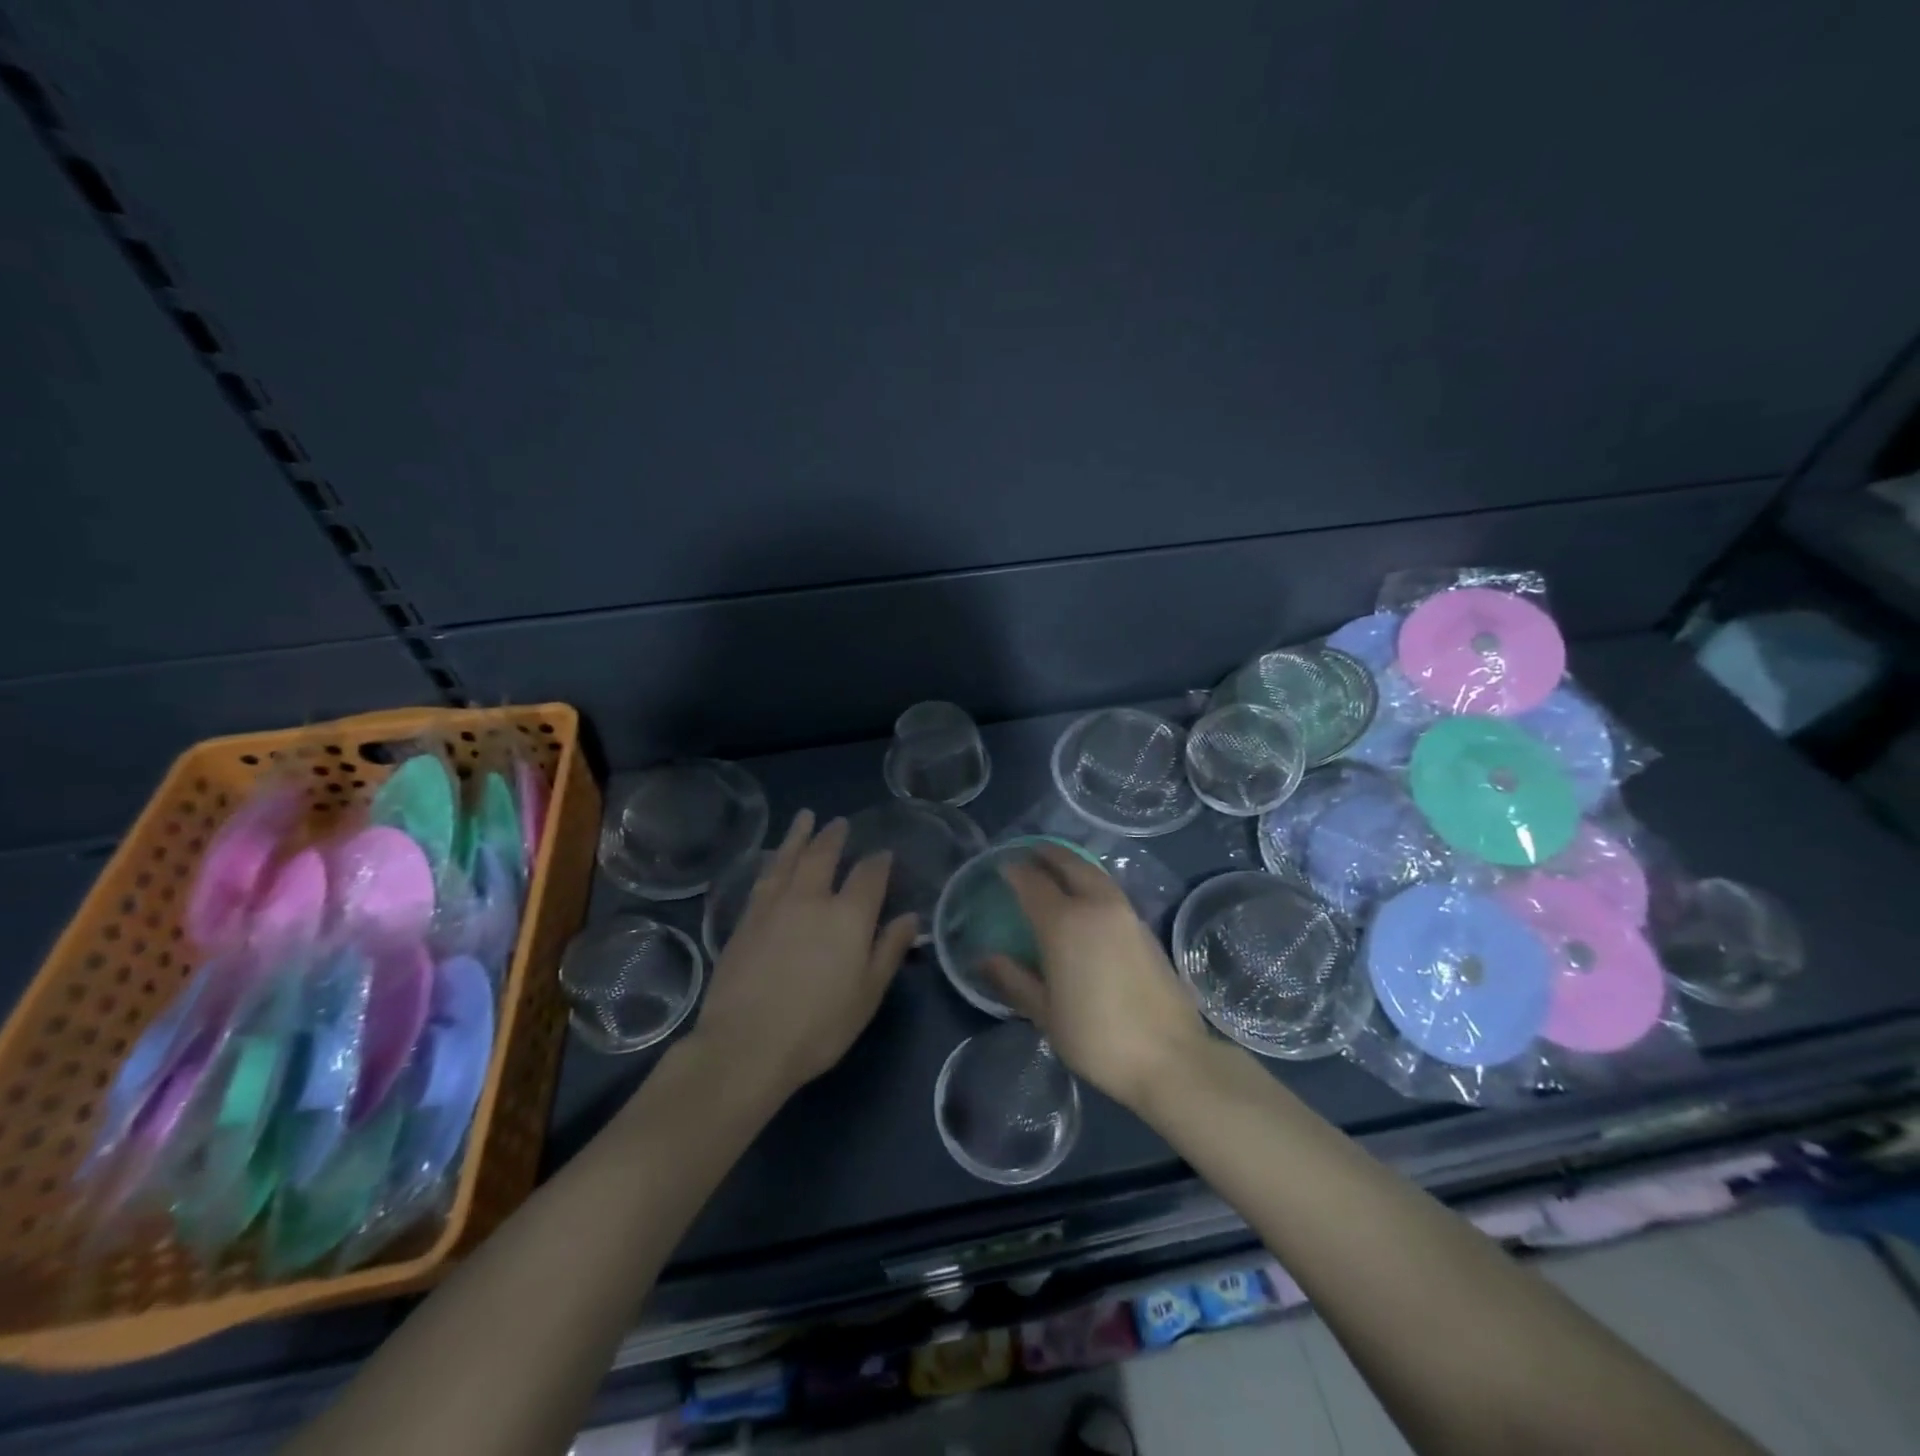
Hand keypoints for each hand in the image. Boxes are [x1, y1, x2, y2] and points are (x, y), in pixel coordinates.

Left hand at [691, 811, 918, 1098]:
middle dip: (834, 837)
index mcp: (848, 916)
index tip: (884, 854)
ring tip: (805, 818)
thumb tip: (909, 917)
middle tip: (840, 823)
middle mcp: (811, 899)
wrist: (746, 1045)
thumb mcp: (867, 994)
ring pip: (788, 858)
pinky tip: (774, 859)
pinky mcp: (745, 920)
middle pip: (824, 855)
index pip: (869, 875)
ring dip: (799, 836)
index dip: (879, 861)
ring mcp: (773, 906)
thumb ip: (889, 950)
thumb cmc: (819, 1027)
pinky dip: (773, 861)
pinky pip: (763, 878)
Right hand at [984, 844, 1210, 1111]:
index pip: (1032, 882)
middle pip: (1069, 864)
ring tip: (1056, 870)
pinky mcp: (1146, 928)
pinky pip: (1111, 890)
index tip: (1002, 866)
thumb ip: (1014, 980)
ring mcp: (1126, 914)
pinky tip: (1086, 900)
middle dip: (1047, 854)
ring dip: (1072, 864)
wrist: (1170, 1057)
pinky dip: (1092, 882)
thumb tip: (984, 959)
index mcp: (1064, 923)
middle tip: (1029, 853)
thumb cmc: (1097, 1038)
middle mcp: (1096, 906)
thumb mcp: (1045, 1014)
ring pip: (1094, 873)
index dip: (1014, 870)